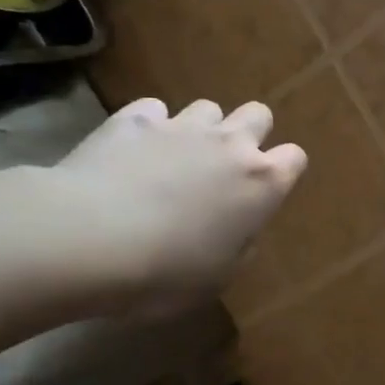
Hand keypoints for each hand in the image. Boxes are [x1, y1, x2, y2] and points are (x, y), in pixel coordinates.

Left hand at [49, 98, 305, 312]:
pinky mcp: (134, 118)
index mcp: (261, 183)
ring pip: (208, 107)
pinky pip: (154, 109)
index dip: (282, 172)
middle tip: (224, 168)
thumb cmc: (166, 272)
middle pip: (259, 114)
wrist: (89, 240)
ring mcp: (181, 125)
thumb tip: (239, 228)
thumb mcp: (219, 277)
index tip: (263, 193)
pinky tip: (133, 150)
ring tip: (175, 159)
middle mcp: (230, 144)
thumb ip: (240, 244)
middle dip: (248, 134)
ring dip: (200, 130)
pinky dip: (150, 126)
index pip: (295, 158)